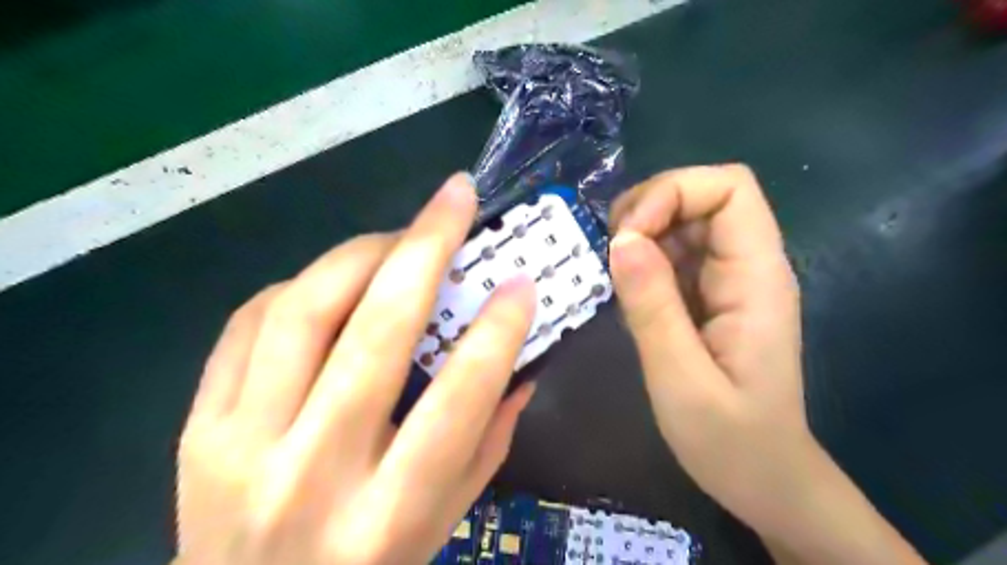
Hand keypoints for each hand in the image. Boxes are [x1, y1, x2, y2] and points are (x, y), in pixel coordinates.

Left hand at [175, 175, 533, 563]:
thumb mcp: (445, 519)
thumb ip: (488, 439)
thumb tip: (519, 363)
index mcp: (389, 514)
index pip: (457, 402)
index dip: (496, 331)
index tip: (521, 282)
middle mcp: (312, 475)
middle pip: (374, 335)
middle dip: (425, 248)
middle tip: (455, 198)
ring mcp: (241, 446)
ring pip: (303, 311)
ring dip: (361, 253)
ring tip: (399, 236)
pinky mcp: (197, 427)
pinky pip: (249, 323)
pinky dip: (303, 284)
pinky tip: (337, 279)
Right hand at [605, 164, 803, 538]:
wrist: (763, 479)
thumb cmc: (730, 441)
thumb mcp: (682, 379)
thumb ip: (652, 307)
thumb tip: (621, 239)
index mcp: (757, 278)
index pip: (729, 188)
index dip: (674, 193)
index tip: (629, 236)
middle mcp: (747, 266)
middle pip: (702, 195)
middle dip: (648, 209)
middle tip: (611, 255)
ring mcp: (727, 280)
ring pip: (682, 221)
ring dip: (640, 233)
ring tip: (613, 274)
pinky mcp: (707, 296)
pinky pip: (671, 254)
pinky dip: (641, 260)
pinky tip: (626, 293)